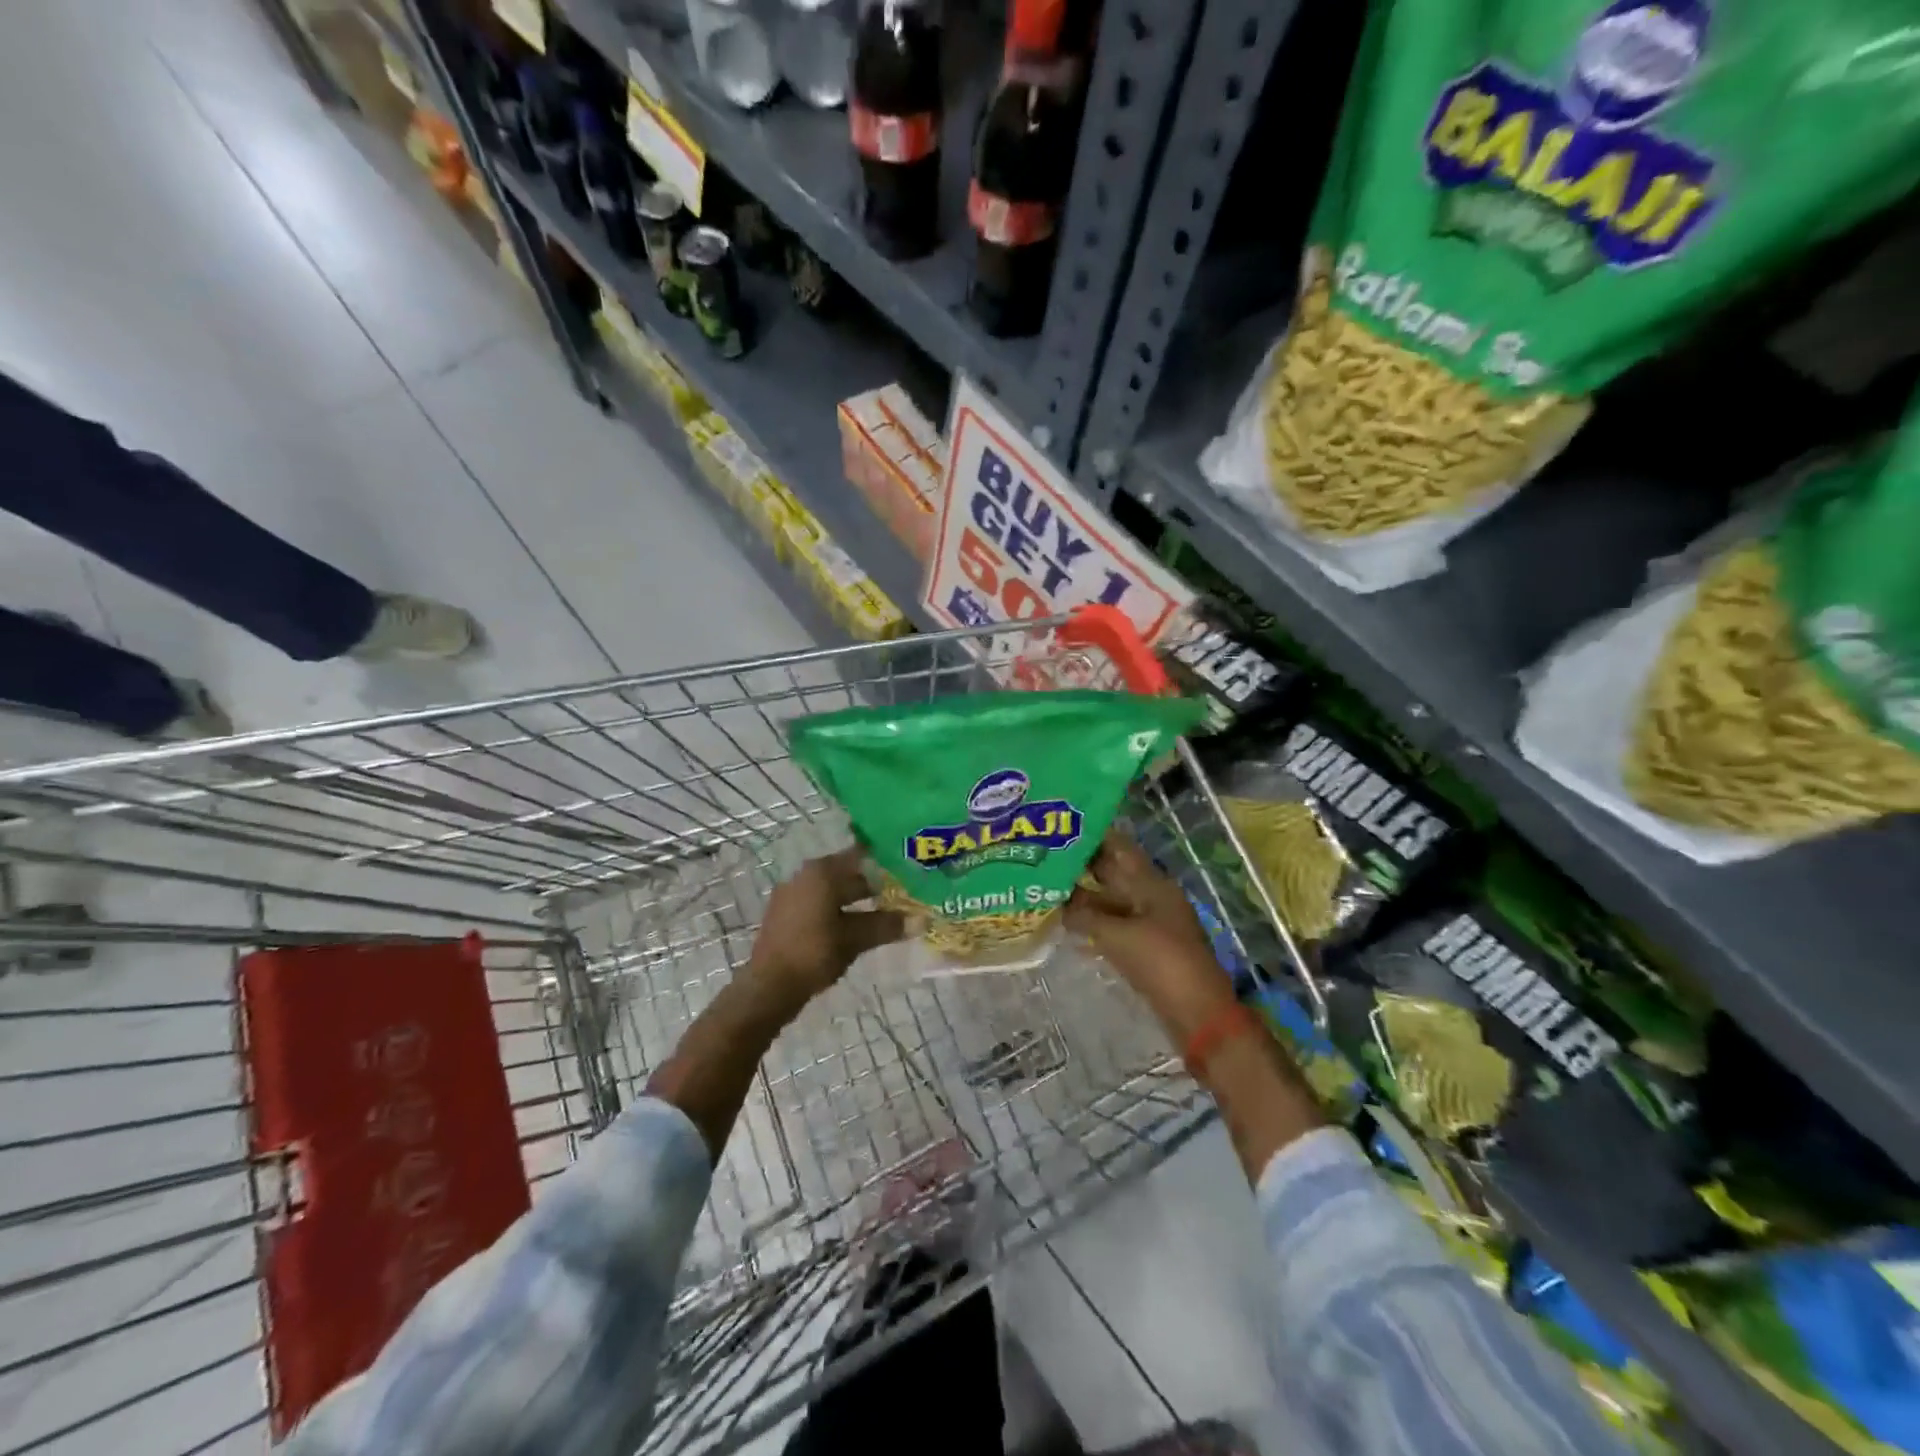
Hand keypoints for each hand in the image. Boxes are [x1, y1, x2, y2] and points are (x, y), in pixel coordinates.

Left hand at [745, 847, 904, 1011]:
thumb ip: (886, 925)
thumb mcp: (855, 938)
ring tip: (885, 911)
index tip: (907, 868)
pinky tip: (856, 926)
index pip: (860, 855)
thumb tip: (921, 920)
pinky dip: (839, 909)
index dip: (884, 861)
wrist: (769, 987)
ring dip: (857, 899)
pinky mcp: (786, 914)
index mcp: (821, 872)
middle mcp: (805, 875)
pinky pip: (820, 903)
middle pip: (847, 873)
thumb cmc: (814, 952)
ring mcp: (792, 894)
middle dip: (874, 883)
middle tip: (903, 892)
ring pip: (833, 890)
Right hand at [1065, 828, 1237, 1043]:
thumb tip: (1057, 905)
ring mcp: (1149, 923)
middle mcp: (1151, 897)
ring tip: (1047, 891)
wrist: (1198, 1014)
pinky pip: (1114, 927)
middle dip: (1082, 865)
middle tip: (1044, 858)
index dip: (1092, 836)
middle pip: (1114, 873)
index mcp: (1152, 884)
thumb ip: (1085, 916)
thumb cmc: (1161, 963)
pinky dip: (1093, 924)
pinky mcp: (1145, 948)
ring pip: (1111, 902)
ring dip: (1084, 898)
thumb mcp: (1117, 935)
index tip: (1060, 829)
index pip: (1119, 848)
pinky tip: (1067, 927)